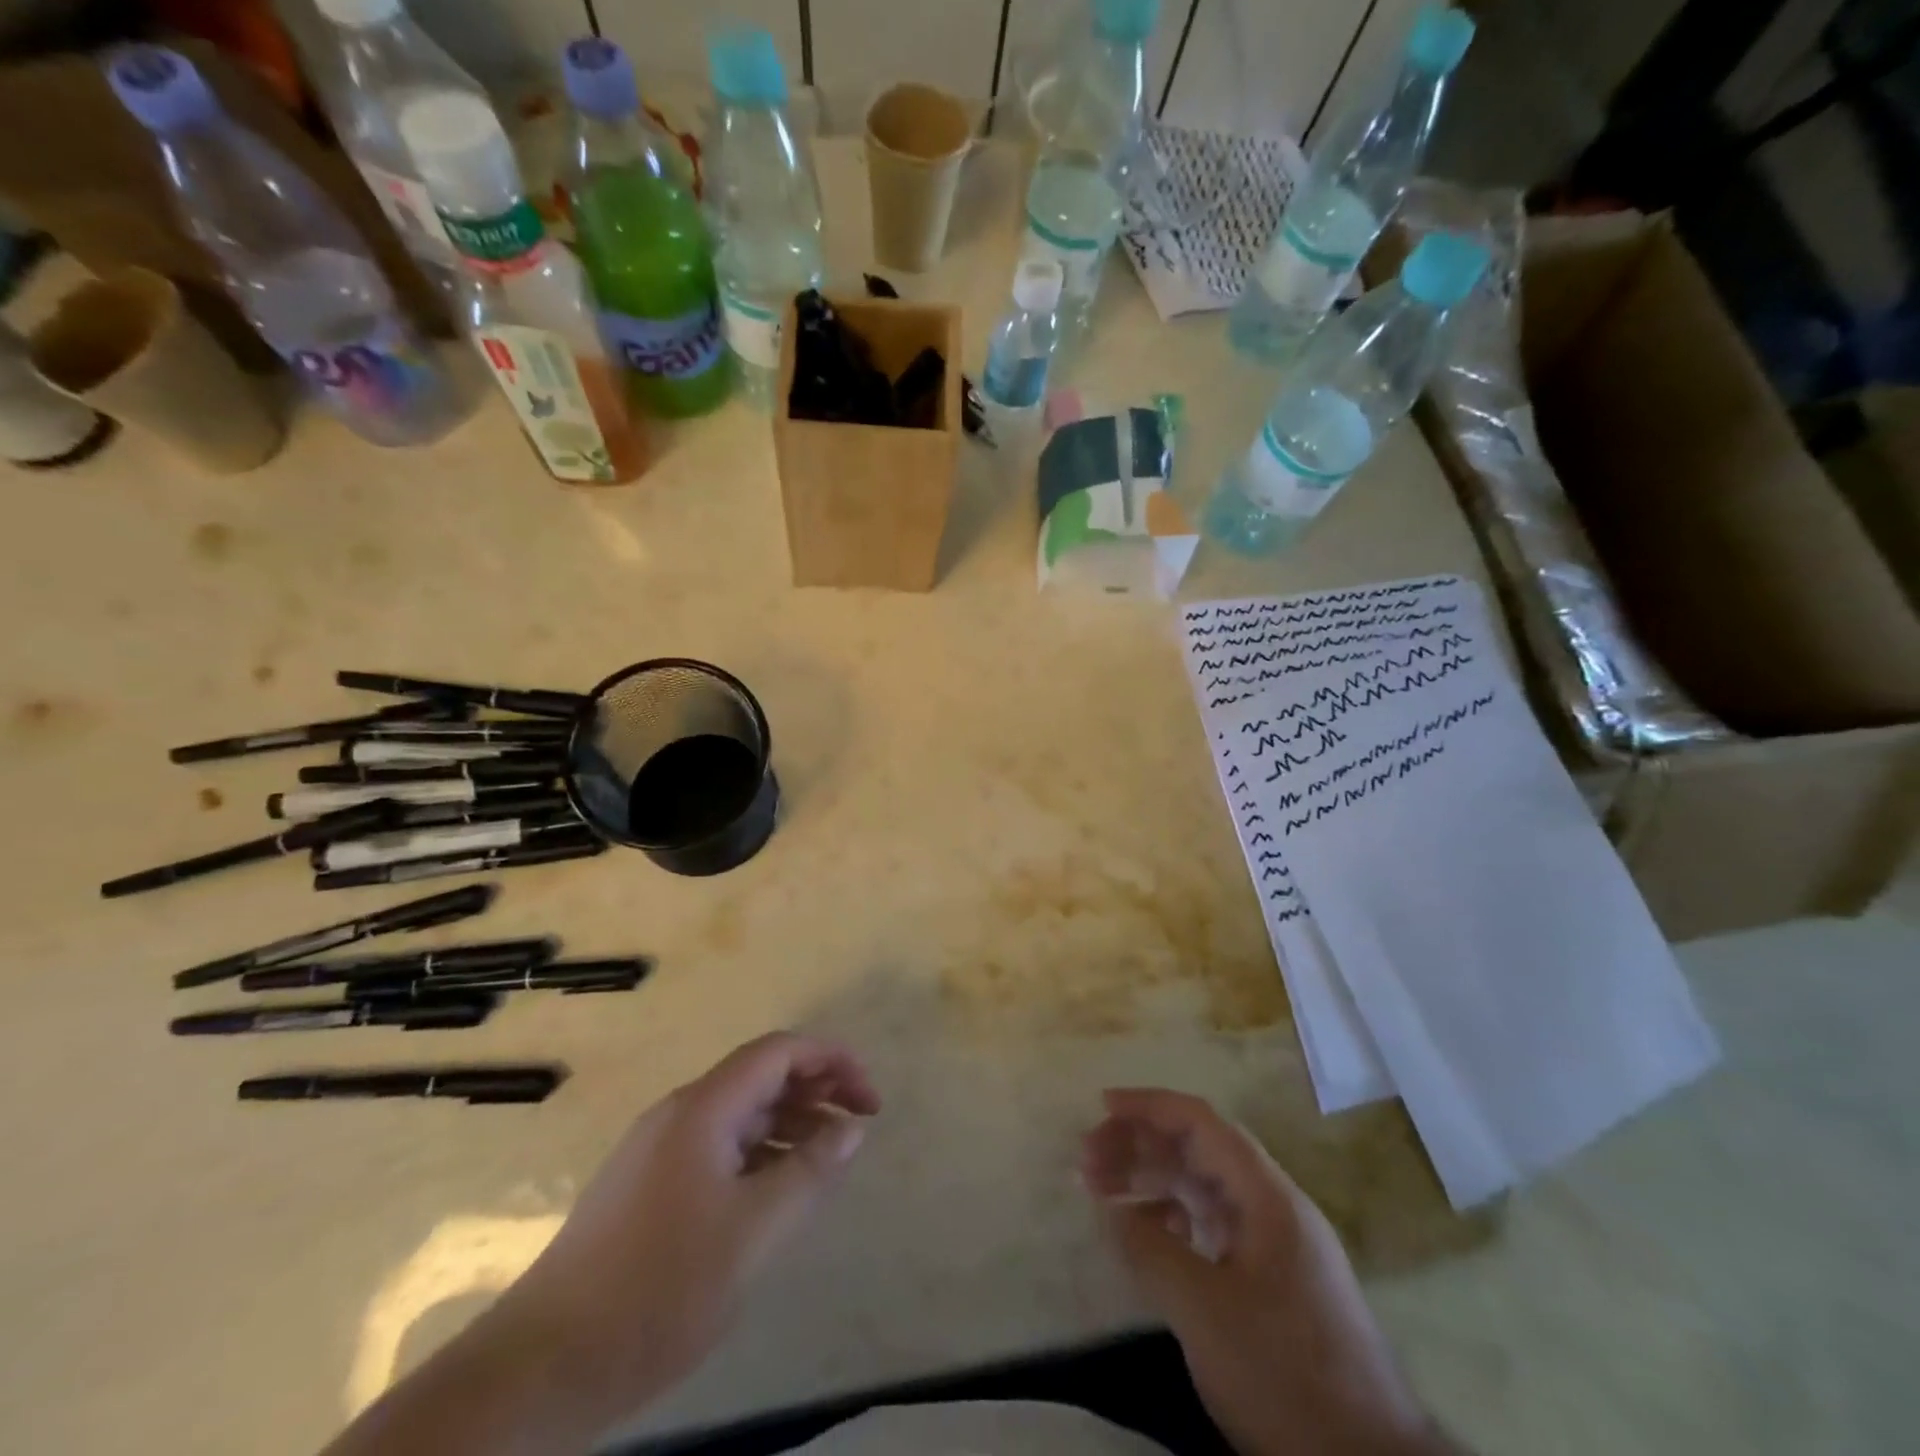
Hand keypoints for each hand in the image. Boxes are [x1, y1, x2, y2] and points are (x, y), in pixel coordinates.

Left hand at [501, 1033, 880, 1418]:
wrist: (544, 1364)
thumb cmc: (660, 1287)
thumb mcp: (754, 1232)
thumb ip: (809, 1172)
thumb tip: (851, 1128)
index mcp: (704, 1107)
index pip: (779, 1051)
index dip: (831, 1061)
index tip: (869, 1098)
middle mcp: (680, 1112)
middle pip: (760, 1076)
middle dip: (815, 1089)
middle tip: (858, 1123)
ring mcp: (659, 1148)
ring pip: (739, 1113)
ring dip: (789, 1122)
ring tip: (828, 1158)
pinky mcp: (647, 1184)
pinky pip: (718, 1145)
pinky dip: (759, 1151)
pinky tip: (776, 1188)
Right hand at [1083, 1089, 1445, 1455]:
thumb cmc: (1285, 1376)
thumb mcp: (1204, 1312)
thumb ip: (1150, 1249)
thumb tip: (1113, 1211)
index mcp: (1267, 1196)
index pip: (1201, 1122)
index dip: (1149, 1106)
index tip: (1102, 1107)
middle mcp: (1274, 1206)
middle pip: (1200, 1149)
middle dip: (1141, 1145)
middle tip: (1088, 1161)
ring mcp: (1277, 1244)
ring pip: (1204, 1187)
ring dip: (1153, 1180)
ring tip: (1101, 1190)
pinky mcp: (1274, 1280)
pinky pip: (1214, 1224)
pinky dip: (1174, 1218)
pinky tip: (1147, 1235)